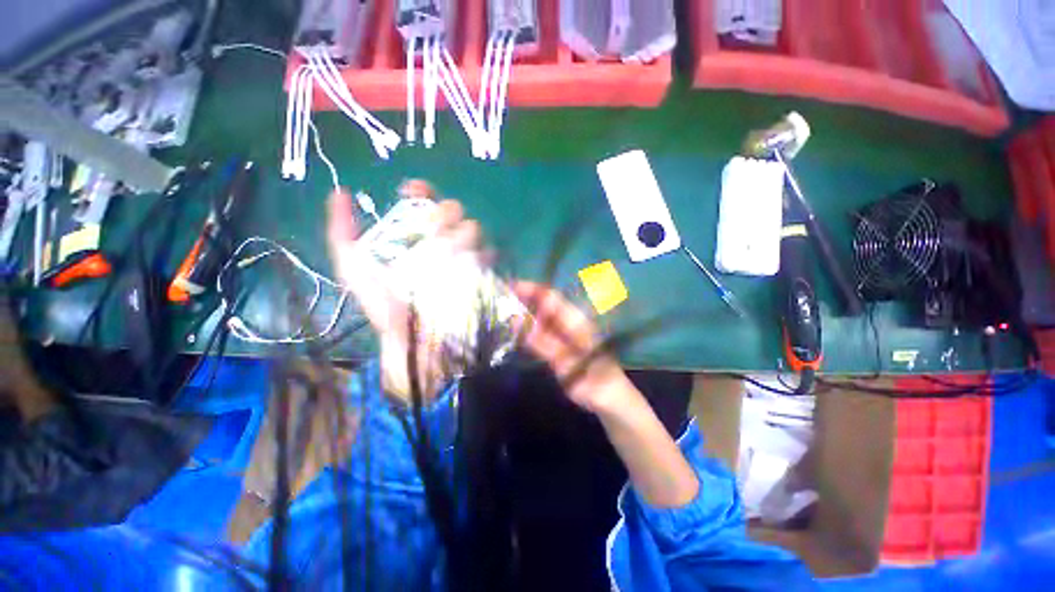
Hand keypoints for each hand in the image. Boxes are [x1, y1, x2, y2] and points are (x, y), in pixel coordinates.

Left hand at [326, 181, 485, 399]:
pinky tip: (504, 276)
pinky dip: (506, 271)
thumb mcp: (355, 269)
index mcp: (421, 236)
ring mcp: (468, 259)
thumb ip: (343, 233)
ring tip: (456, 257)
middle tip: (436, 233)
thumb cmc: (385, 304)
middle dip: (445, 218)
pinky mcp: (486, 280)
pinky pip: (499, 267)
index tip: (415, 191)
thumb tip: (339, 193)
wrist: (411, 338)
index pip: (426, 202)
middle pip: (455, 214)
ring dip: (467, 240)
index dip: (423, 192)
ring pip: (476, 234)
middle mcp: (446, 242)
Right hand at [511, 281, 632, 414]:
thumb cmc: (591, 379)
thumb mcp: (564, 361)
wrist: (608, 397)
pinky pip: (543, 331)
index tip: (508, 286)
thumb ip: (541, 341)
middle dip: (523, 298)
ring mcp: (566, 332)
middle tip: (498, 298)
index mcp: (575, 321)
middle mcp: (570, 321)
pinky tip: (516, 330)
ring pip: (542, 317)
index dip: (530, 289)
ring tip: (501, 310)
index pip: (550, 297)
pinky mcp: (562, 344)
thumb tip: (515, 320)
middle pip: (545, 304)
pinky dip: (529, 328)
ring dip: (524, 312)